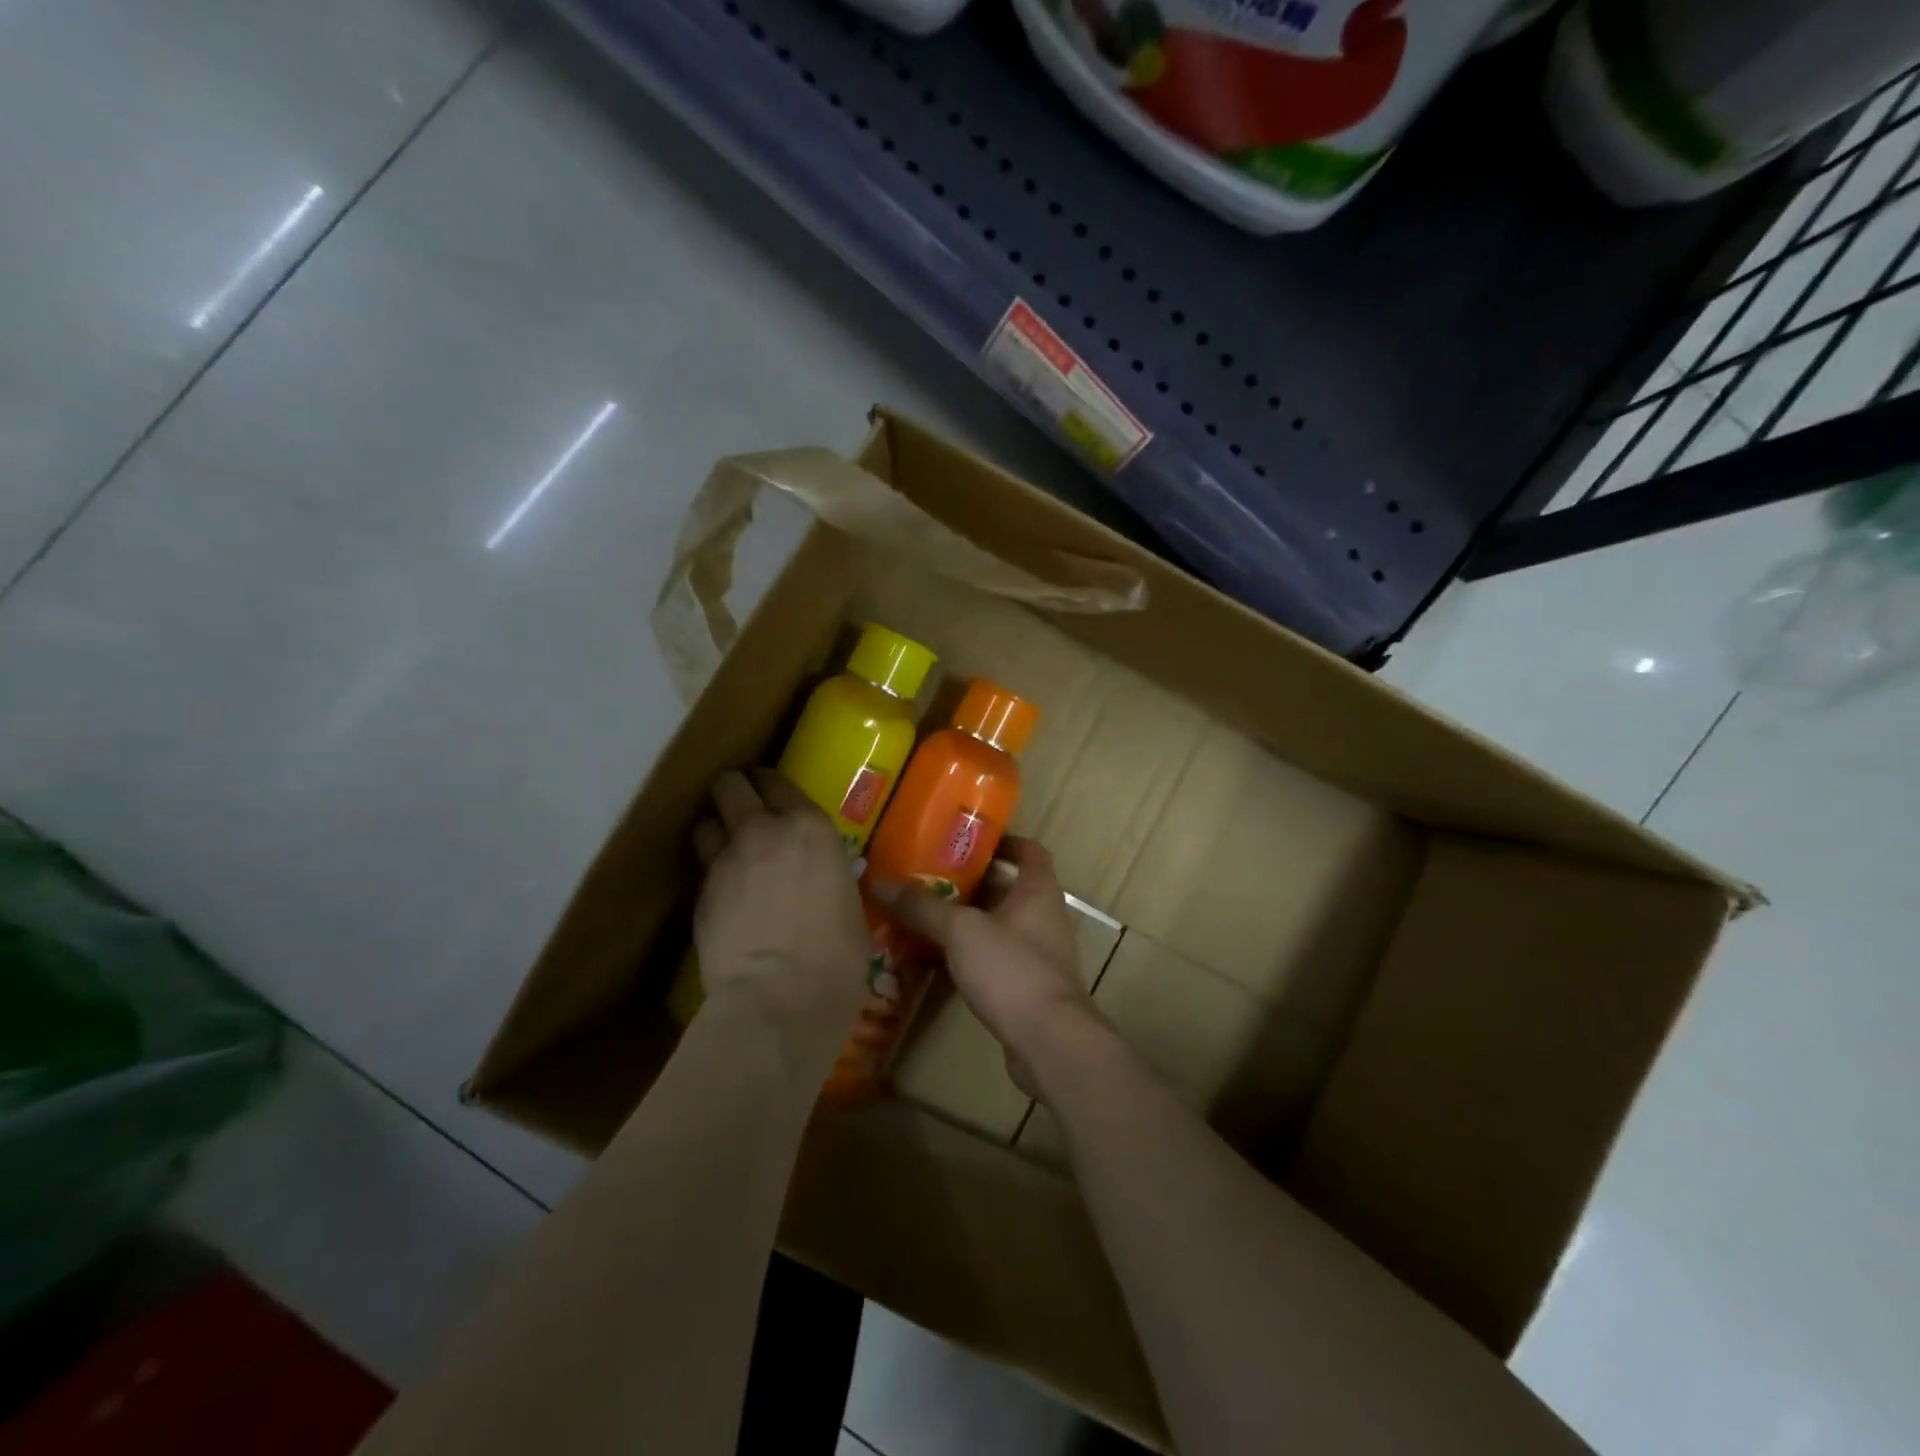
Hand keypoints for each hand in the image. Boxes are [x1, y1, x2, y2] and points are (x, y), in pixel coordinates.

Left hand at [692, 769, 869, 1070]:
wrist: (778, 999)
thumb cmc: (836, 957)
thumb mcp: (848, 904)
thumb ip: (828, 878)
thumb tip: (822, 883)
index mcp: (810, 828)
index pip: (778, 782)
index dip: (770, 783)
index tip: (770, 790)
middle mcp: (762, 832)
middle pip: (730, 786)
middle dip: (732, 790)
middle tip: (741, 806)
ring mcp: (724, 863)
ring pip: (704, 823)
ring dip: (714, 830)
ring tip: (726, 848)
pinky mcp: (698, 897)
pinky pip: (701, 870)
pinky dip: (710, 873)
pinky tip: (724, 894)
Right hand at [869, 837, 1103, 1098]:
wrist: (1050, 1042)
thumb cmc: (1012, 970)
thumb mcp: (961, 931)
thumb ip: (922, 906)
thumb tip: (878, 881)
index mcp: (1038, 890)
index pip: (1029, 850)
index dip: (1002, 840)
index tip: (966, 839)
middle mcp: (1044, 916)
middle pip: (1007, 888)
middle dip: (971, 882)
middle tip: (928, 876)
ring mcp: (1040, 954)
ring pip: (999, 925)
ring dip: (967, 920)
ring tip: (924, 915)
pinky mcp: (1029, 986)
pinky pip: (996, 959)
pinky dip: (971, 954)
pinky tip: (937, 960)